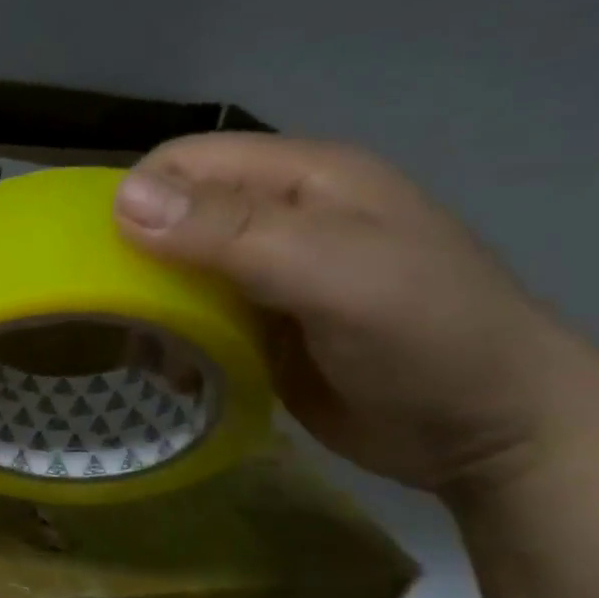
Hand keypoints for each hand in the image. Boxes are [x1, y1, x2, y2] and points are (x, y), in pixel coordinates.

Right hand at [113, 133, 593, 497]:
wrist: (495, 436)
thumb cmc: (428, 340)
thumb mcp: (334, 275)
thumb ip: (231, 234)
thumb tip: (122, 200)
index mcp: (303, 179)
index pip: (187, 162)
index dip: (137, 198)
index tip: (103, 260)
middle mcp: (279, 220)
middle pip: (174, 216)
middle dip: (134, 259)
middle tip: (115, 314)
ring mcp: (269, 278)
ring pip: (175, 272)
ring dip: (151, 309)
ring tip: (149, 353)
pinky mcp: (261, 329)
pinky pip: (194, 320)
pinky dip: (173, 342)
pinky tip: (177, 374)